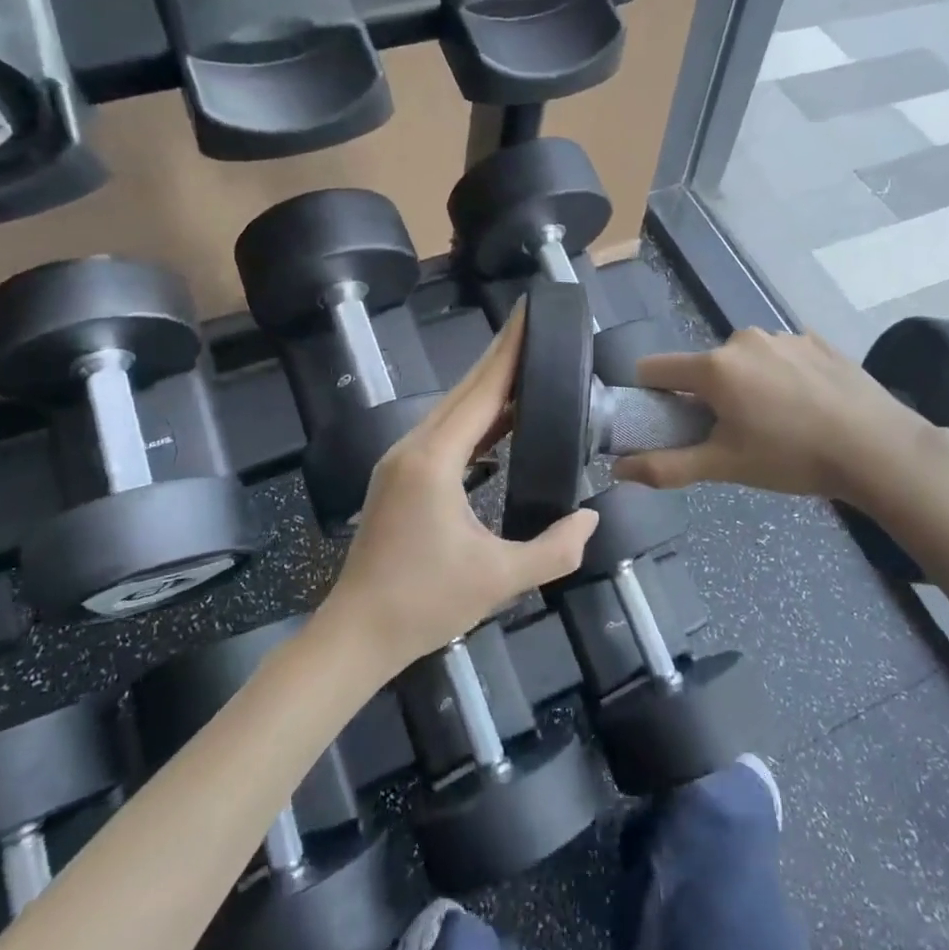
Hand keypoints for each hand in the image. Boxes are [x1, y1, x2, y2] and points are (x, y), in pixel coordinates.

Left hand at [323, 308, 597, 673]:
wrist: (356, 634)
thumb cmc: (424, 604)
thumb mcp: (500, 579)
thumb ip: (554, 548)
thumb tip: (591, 518)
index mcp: (434, 460)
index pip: (482, 392)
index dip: (509, 352)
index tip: (528, 315)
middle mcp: (413, 448)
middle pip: (465, 391)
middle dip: (501, 358)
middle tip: (536, 329)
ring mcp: (400, 461)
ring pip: (452, 410)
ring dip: (488, 388)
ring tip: (527, 368)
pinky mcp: (399, 477)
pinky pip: (444, 433)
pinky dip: (475, 419)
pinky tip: (501, 424)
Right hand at [612, 328, 939, 504]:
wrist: (877, 447)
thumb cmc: (791, 457)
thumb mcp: (725, 466)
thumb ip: (666, 466)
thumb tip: (617, 470)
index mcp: (715, 367)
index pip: (655, 368)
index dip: (650, 394)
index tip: (667, 420)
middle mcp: (743, 339)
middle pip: (704, 367)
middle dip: (708, 395)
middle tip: (733, 433)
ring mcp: (783, 335)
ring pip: (744, 360)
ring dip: (746, 385)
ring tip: (777, 421)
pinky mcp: (815, 339)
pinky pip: (780, 356)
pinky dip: (781, 376)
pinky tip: (807, 405)